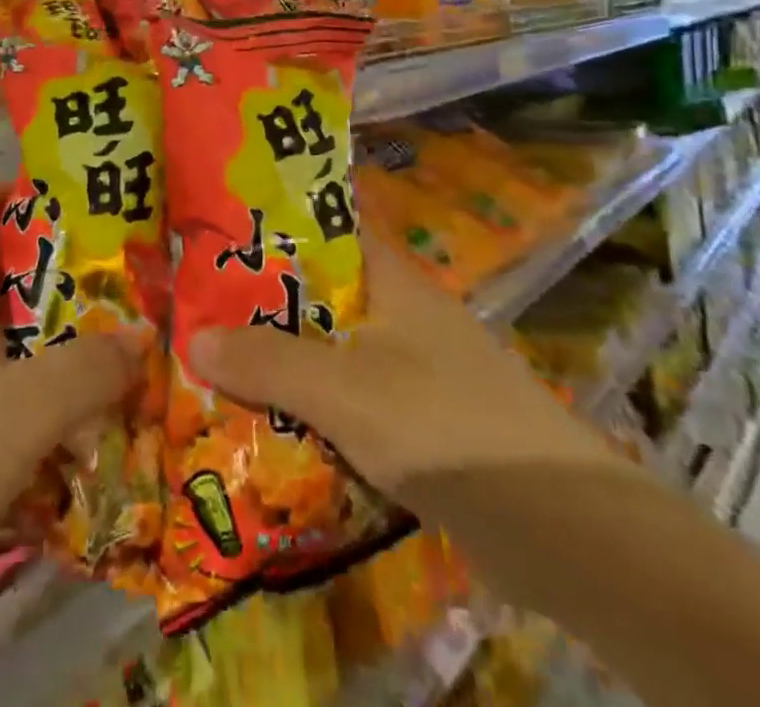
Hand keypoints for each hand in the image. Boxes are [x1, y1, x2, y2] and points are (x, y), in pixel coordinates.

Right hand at [190, 231, 620, 504]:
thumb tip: (193, 335)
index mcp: (388, 278)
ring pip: (328, 350)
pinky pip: (348, 400)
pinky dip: (310, 407)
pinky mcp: (419, 422)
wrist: (566, 532)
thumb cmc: (446, 428)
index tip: (211, 236)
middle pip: (316, 294)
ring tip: (212, 365)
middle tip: (193, 310)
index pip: (320, 228)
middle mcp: (399, 312)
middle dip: (259, 305)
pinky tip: (267, 425)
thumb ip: (269, 361)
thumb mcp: (345, 389)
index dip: (267, 227)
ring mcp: (411, 368)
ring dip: (280, 361)